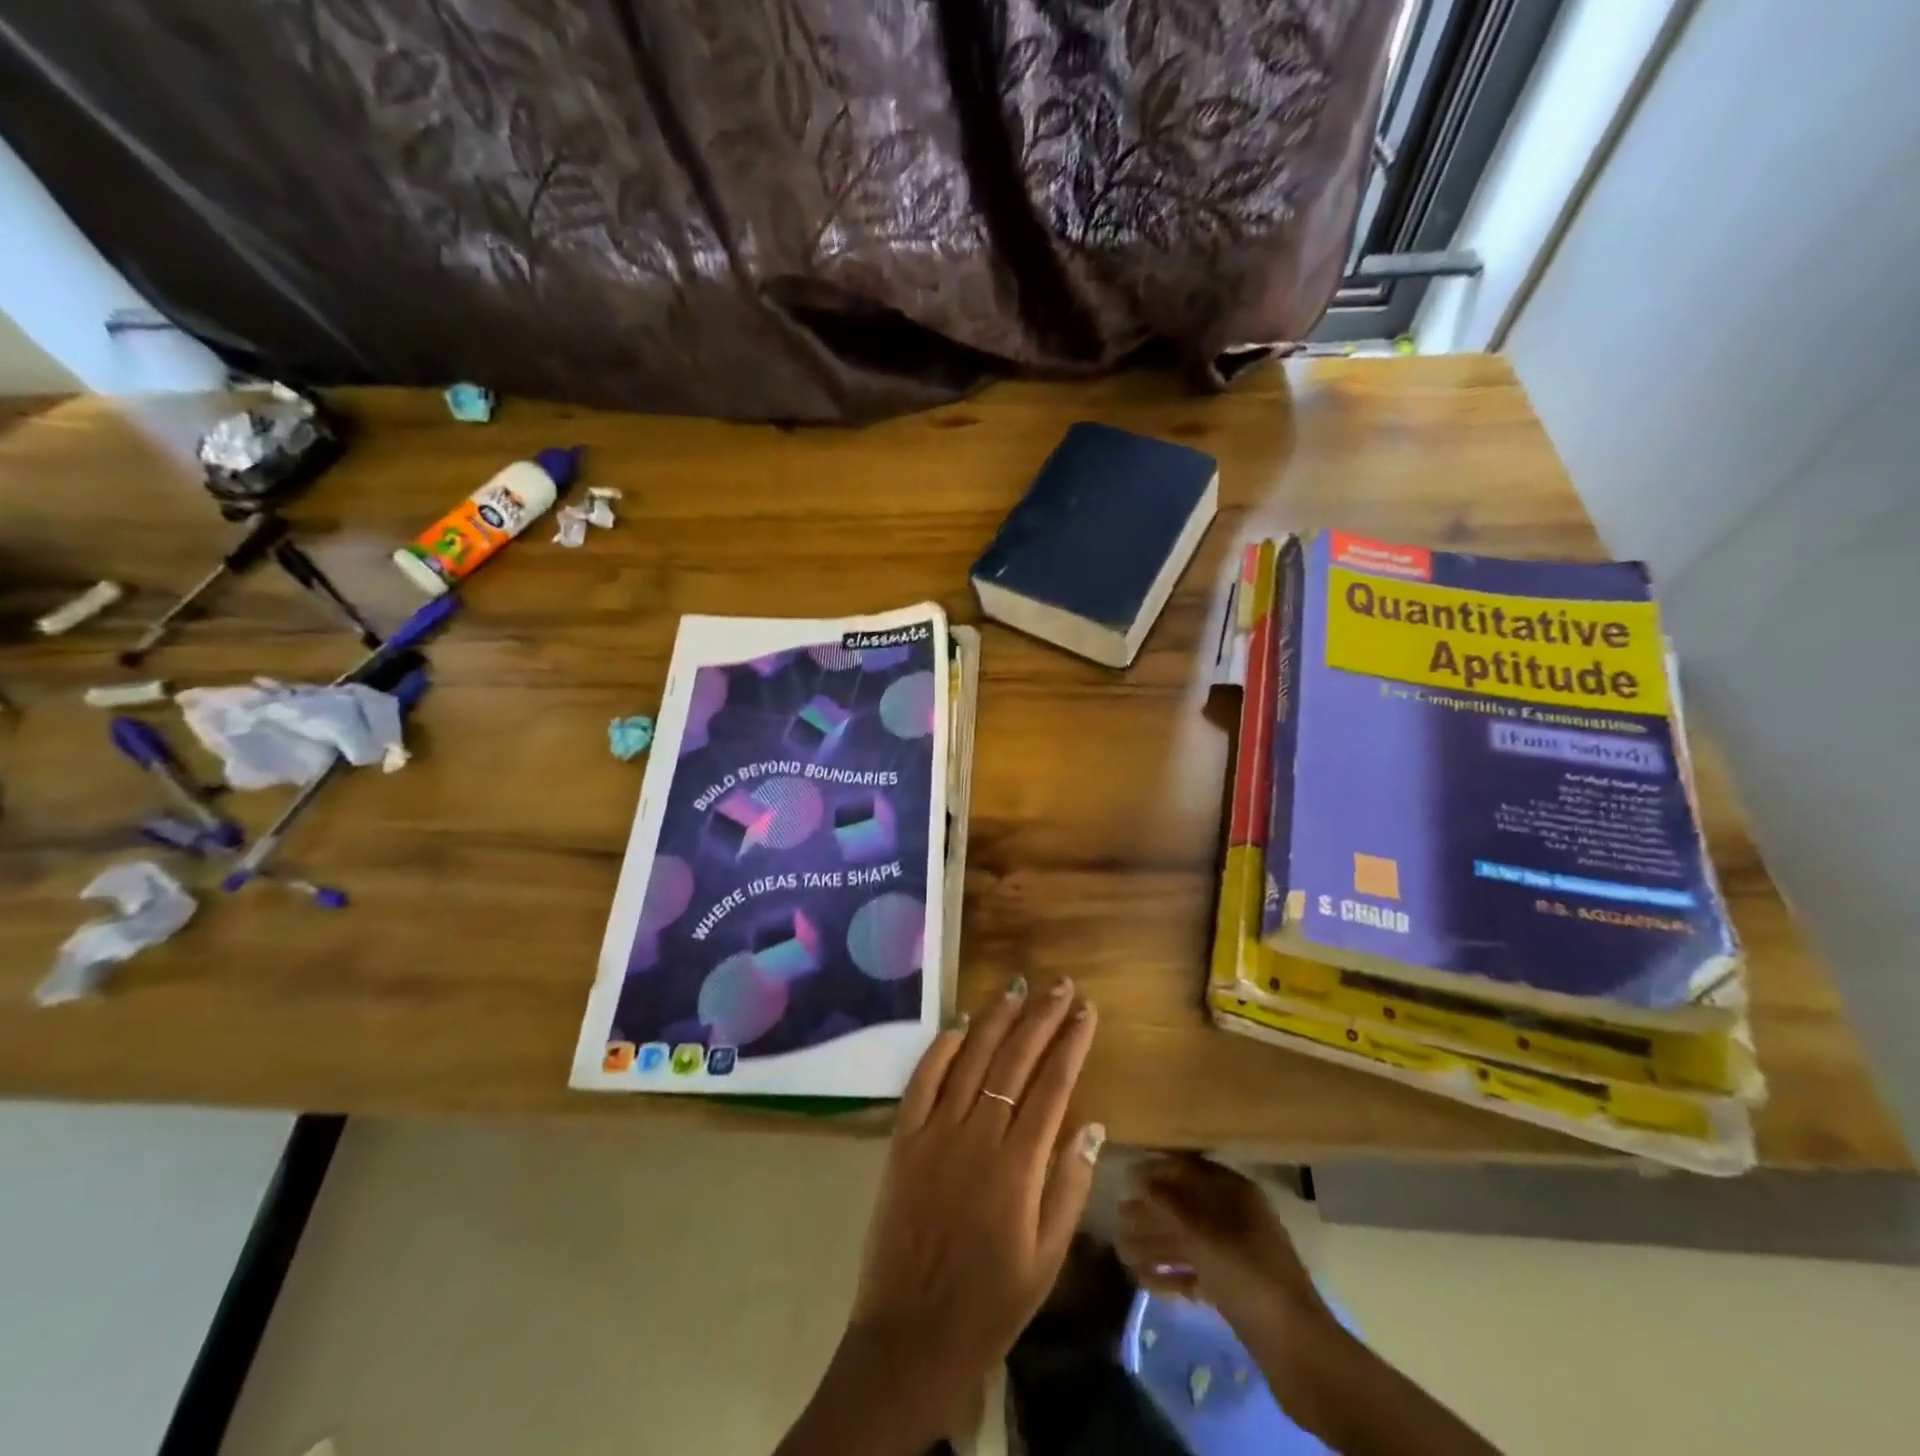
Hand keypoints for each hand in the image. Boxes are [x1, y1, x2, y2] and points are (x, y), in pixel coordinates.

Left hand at [844, 975, 1102, 1430]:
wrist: (911, 1337)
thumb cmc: (990, 1303)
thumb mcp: (1046, 1259)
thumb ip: (1069, 1186)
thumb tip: (1092, 1124)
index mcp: (1018, 1166)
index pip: (1053, 1085)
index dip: (1072, 1043)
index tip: (1087, 1011)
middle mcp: (977, 1136)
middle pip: (1015, 1061)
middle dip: (1042, 1017)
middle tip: (1062, 986)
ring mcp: (935, 1133)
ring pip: (971, 1060)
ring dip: (996, 1019)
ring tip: (1018, 987)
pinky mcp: (903, 1140)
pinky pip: (922, 1081)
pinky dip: (941, 1049)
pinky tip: (960, 1025)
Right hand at [1116, 1155, 1327, 1332]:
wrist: (1295, 1349)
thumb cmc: (1247, 1275)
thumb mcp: (1204, 1234)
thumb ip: (1168, 1203)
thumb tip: (1136, 1176)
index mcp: (1235, 1193)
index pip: (1189, 1170)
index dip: (1158, 1170)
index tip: (1126, 1175)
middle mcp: (1235, 1217)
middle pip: (1185, 1207)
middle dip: (1151, 1212)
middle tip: (1117, 1215)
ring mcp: (1236, 1254)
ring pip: (1188, 1241)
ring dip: (1155, 1244)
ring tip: (1121, 1250)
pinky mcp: (1233, 1288)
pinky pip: (1196, 1272)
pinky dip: (1171, 1274)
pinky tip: (1143, 1279)